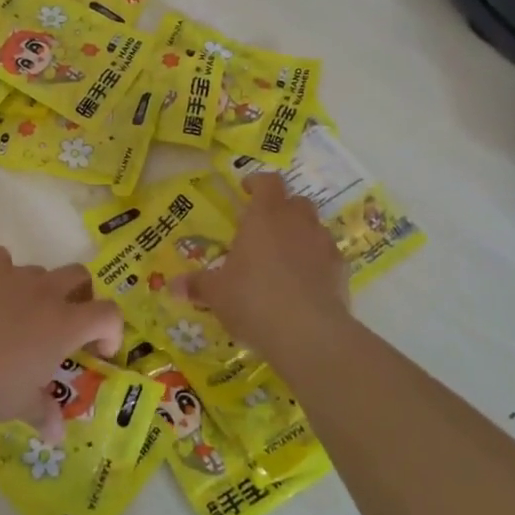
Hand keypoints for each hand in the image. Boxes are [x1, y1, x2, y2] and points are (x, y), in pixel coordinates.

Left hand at [0, 246, 122, 441]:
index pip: (107, 314)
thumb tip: (58, 435)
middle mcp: (42, 292)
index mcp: (62, 325)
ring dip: (36, 290)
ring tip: (14, 317)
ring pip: (37, 271)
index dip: (111, 330)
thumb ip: (42, 413)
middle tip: (64, 324)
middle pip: (78, 276)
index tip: (98, 350)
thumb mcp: (17, 406)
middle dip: (79, 296)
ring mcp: (9, 273)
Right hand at [183, 173, 350, 354]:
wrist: (309, 333)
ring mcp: (324, 245)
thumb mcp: (217, 294)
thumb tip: (172, 286)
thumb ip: (197, 285)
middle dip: (281, 210)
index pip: (267, 182)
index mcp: (265, 216)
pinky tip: (304, 286)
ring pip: (314, 228)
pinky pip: (327, 257)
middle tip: (263, 230)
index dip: (257, 183)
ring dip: (300, 236)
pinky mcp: (342, 271)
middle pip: (295, 201)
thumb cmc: (253, 300)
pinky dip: (316, 263)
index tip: (246, 191)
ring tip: (283, 261)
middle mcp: (297, 222)